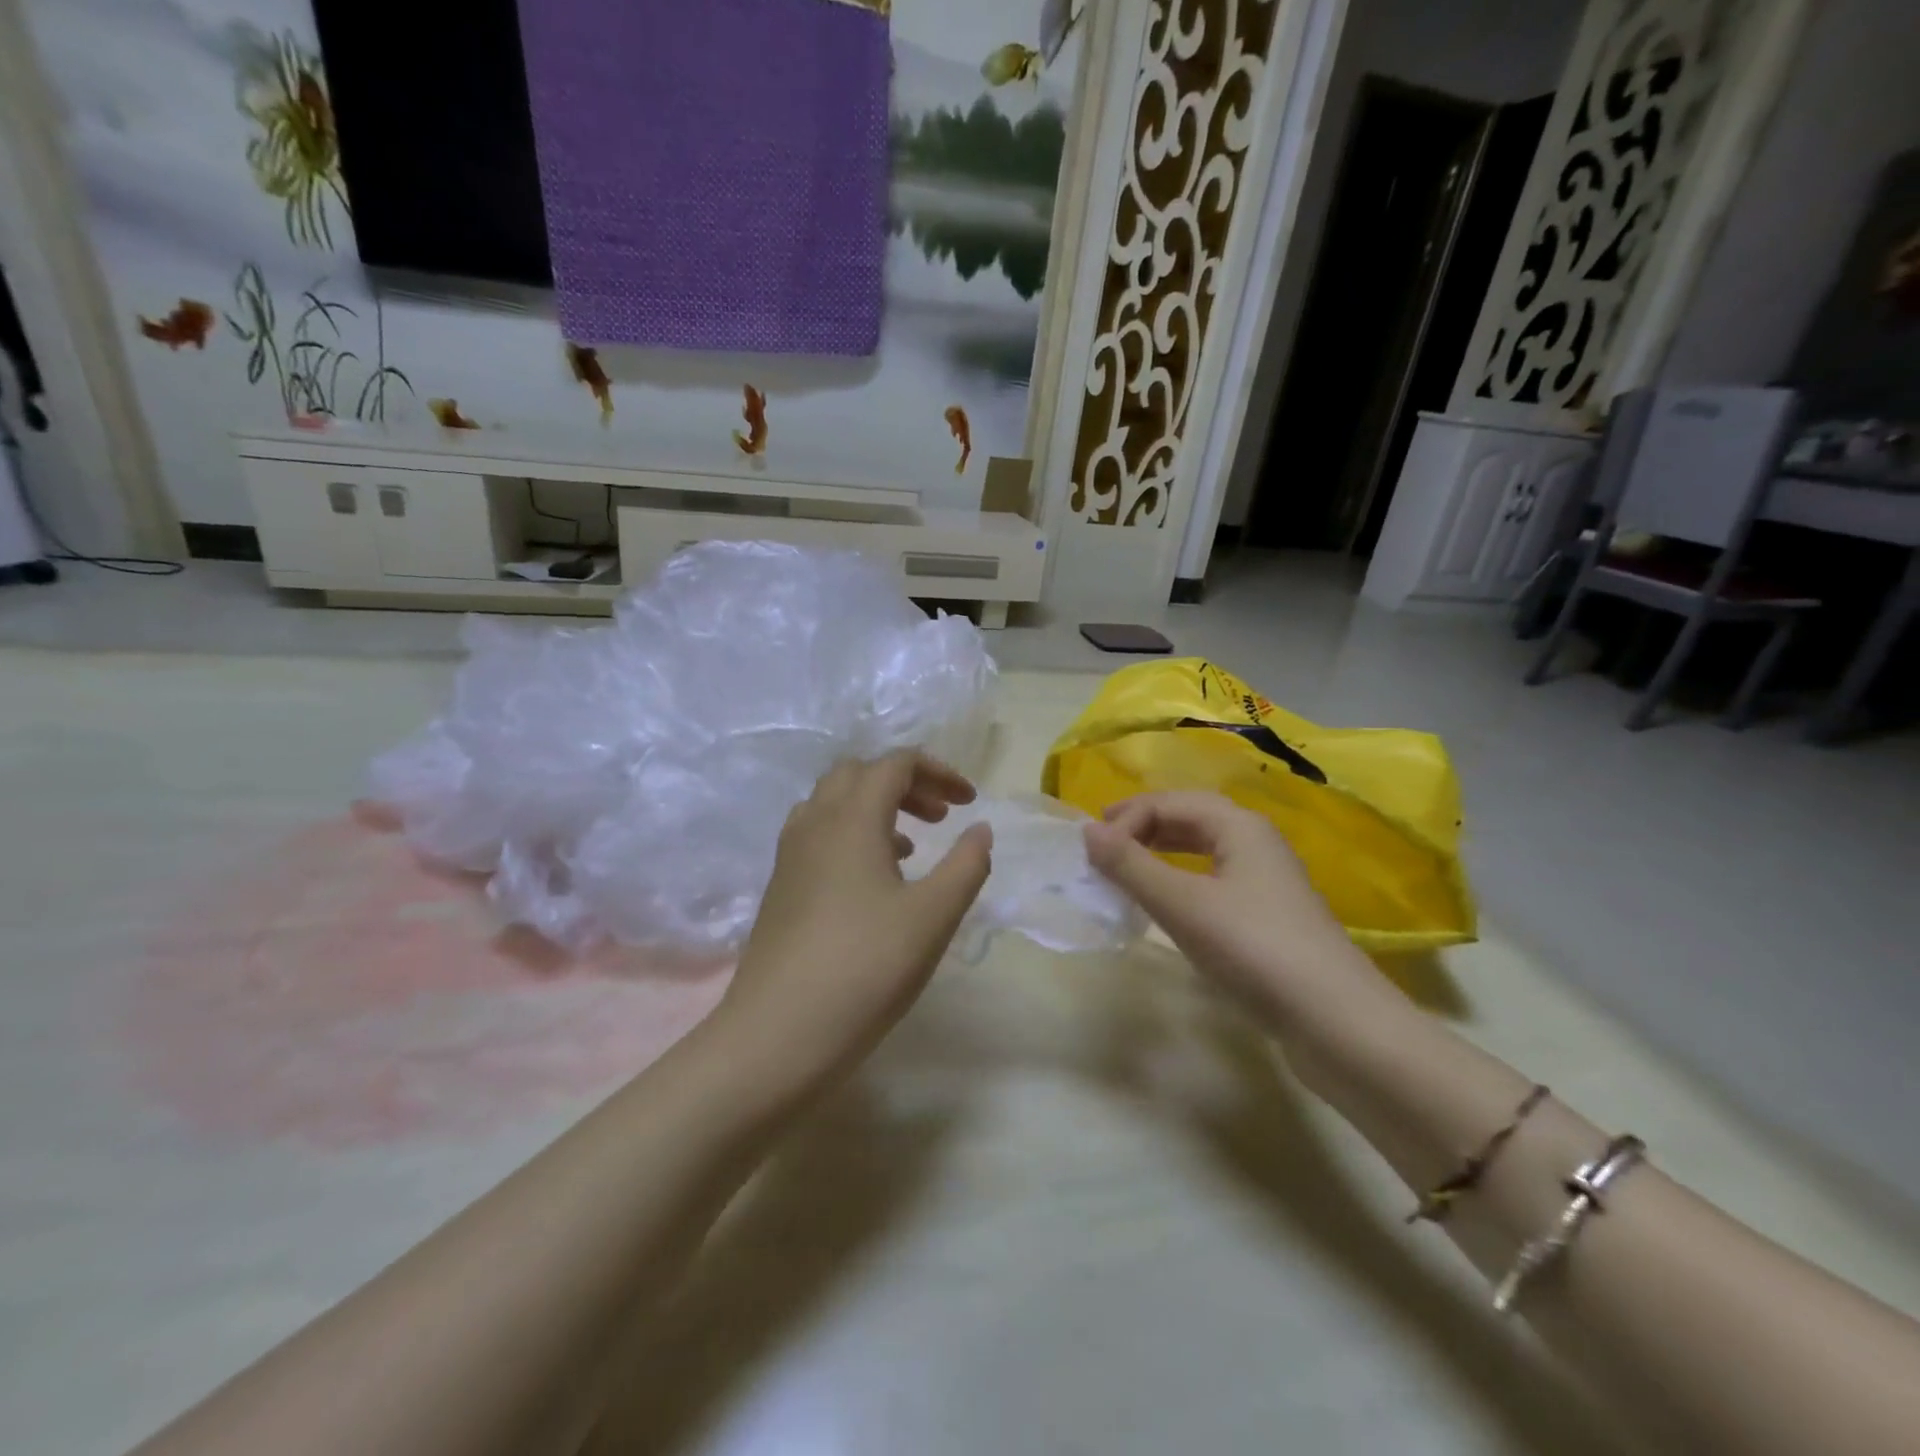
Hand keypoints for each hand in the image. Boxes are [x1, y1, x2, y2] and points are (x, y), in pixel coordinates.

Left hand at [717, 751, 992, 1094]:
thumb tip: (980, 829)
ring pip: (834, 803)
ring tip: (913, 847)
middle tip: (940, 816)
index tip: (970, 802)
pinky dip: (853, 835)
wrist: (777, 1034)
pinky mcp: (780, 886)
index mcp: (851, 818)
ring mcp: (790, 855)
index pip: (895, 764)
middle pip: (859, 774)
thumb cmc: (865, 968)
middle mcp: (814, 823)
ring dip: (876, 808)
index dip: (938, 772)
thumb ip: (966, 865)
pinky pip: (818, 835)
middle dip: (905, 783)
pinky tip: (874, 880)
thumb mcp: (933, 917)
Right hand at [1083, 792, 1381, 1027]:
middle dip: (1144, 825)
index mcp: (1239, 826)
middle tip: (1103, 845)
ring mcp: (1268, 880)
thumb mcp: (1182, 904)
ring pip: (1205, 847)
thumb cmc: (1253, 949)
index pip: (1170, 802)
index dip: (1127, 819)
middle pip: (1191, 816)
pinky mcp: (1270, 915)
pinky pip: (1215, 878)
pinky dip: (1182, 878)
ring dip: (1162, 850)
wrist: (1336, 1022)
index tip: (1093, 853)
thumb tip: (1087, 830)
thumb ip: (1131, 865)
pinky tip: (1170, 903)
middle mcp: (1257, 841)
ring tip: (1128, 867)